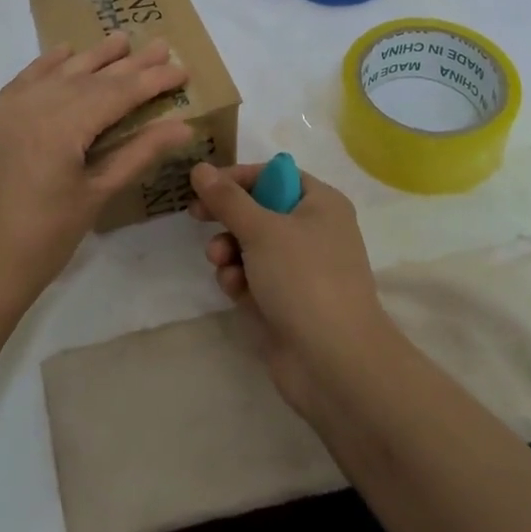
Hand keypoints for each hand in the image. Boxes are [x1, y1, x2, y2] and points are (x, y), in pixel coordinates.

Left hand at [0, 33, 193, 319]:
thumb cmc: (43, 242)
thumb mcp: (95, 196)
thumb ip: (138, 154)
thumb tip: (182, 126)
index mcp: (61, 126)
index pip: (117, 93)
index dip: (152, 80)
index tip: (182, 68)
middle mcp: (31, 106)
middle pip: (89, 77)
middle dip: (127, 63)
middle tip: (160, 45)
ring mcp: (4, 112)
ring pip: (56, 74)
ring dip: (89, 58)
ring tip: (120, 40)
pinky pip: (21, 83)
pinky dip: (45, 67)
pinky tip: (63, 54)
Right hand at [189, 162, 392, 415]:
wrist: (335, 363)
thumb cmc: (304, 279)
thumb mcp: (261, 229)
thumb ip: (227, 198)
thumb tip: (200, 168)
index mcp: (321, 204)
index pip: (274, 175)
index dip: (238, 177)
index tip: (204, 184)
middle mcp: (314, 231)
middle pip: (259, 210)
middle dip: (228, 217)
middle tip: (195, 215)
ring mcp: (301, 269)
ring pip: (252, 246)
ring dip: (229, 251)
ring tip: (219, 261)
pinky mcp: (286, 302)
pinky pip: (254, 278)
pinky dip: (240, 280)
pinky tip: (235, 290)